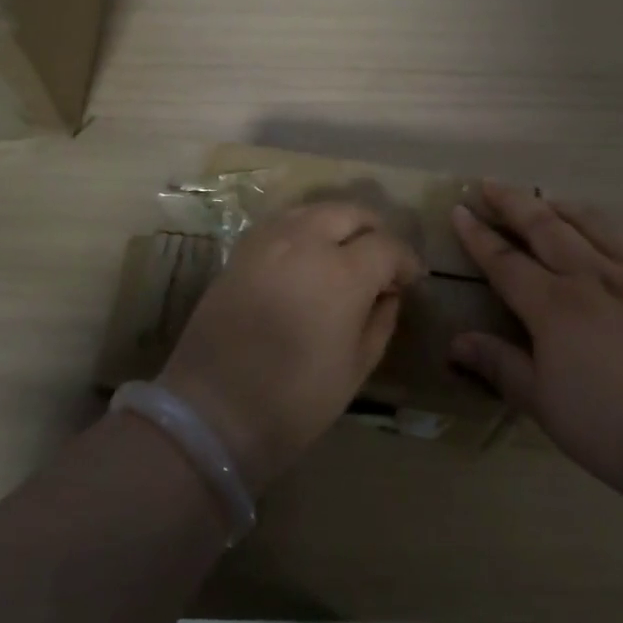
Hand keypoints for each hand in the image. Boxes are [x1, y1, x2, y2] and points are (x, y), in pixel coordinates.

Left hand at [160, 201, 422, 491]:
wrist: (211, 412)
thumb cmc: (295, 401)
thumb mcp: (356, 368)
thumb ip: (380, 321)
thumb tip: (388, 293)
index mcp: (343, 273)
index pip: (386, 246)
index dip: (405, 260)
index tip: (411, 279)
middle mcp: (306, 242)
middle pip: (350, 213)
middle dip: (373, 231)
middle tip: (380, 261)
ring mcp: (268, 241)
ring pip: (314, 210)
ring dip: (338, 224)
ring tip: (344, 254)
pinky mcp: (241, 251)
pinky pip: (282, 222)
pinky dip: (304, 229)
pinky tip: (307, 256)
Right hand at [449, 184, 622, 502]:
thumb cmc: (610, 426)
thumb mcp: (542, 402)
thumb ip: (499, 364)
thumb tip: (456, 342)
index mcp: (554, 304)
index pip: (506, 261)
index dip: (479, 235)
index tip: (459, 210)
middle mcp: (591, 277)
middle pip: (546, 227)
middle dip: (514, 203)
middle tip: (490, 184)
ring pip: (594, 224)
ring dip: (564, 207)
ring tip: (547, 200)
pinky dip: (617, 229)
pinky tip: (612, 230)